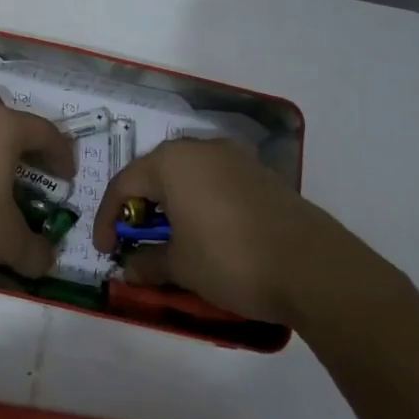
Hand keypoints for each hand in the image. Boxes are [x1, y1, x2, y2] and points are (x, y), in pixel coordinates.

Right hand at [91, 138, 372, 325]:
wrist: (314, 269)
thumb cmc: (230, 259)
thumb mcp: (180, 265)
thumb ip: (146, 262)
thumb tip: (127, 268)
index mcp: (171, 161)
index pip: (123, 185)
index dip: (107, 219)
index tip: (104, 250)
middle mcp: (201, 149)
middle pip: (155, 175)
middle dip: (140, 209)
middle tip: (133, 241)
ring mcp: (235, 159)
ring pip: (187, 178)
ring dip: (171, 206)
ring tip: (169, 239)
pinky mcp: (262, 176)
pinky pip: (215, 184)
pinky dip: (200, 205)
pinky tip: (205, 234)